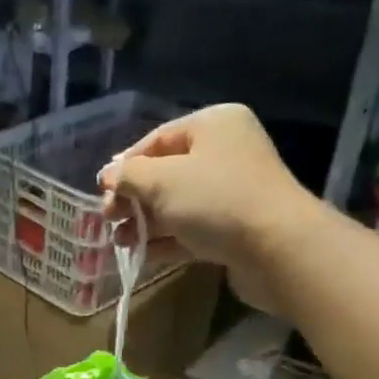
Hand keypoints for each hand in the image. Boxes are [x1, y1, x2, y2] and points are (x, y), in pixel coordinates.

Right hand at [98, 103, 318, 313]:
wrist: (276, 247)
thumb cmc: (216, 199)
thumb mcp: (162, 181)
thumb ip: (129, 176)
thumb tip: (108, 175)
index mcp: (213, 125)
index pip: (157, 139)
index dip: (125, 165)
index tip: (101, 190)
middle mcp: (225, 153)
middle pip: (166, 173)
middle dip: (134, 197)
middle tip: (108, 218)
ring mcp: (232, 193)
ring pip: (177, 204)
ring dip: (145, 222)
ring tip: (119, 241)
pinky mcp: (234, 229)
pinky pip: (192, 229)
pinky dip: (166, 240)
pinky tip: (142, 254)